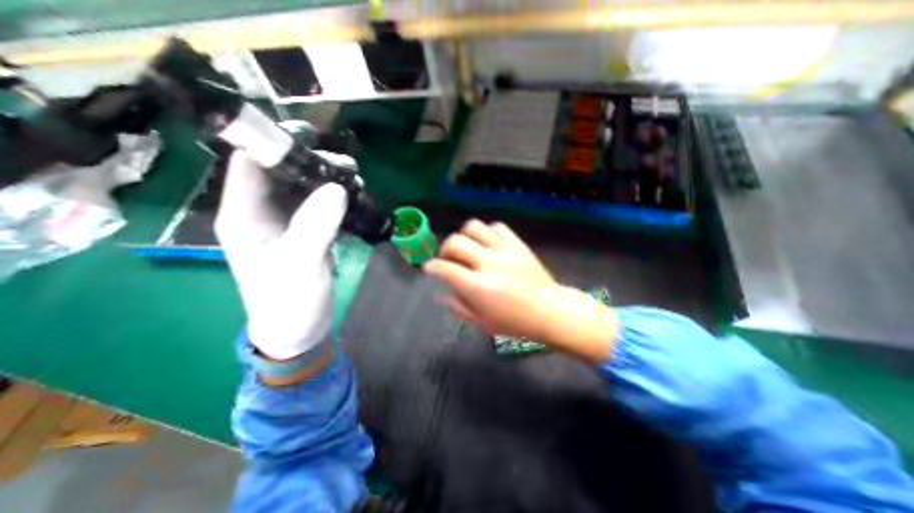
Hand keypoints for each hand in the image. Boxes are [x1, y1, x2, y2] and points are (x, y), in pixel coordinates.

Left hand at [217, 150, 350, 361]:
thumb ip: (315, 225)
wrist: (298, 329)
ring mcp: (287, 222)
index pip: (250, 164)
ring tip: (357, 181)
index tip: (313, 140)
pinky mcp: (306, 231)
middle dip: (314, 163)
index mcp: (245, 215)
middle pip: (283, 172)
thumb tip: (338, 189)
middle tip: (348, 167)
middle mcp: (263, 212)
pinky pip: (320, 205)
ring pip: (305, 187)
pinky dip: (337, 198)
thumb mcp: (300, 264)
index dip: (274, 144)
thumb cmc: (289, 301)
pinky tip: (355, 198)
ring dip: (330, 180)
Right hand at [426, 219, 617, 364]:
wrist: (550, 311)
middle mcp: (489, 264)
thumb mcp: (482, 322)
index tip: (430, 267)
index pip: (446, 269)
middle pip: (456, 242)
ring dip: (464, 236)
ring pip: (474, 227)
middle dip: (445, 249)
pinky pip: (496, 227)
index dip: (433, 266)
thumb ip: (459, 307)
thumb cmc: (515, 322)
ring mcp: (505, 250)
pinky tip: (488, 244)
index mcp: (479, 287)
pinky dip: (487, 232)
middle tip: (448, 259)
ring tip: (468, 248)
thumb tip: (441, 293)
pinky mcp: (517, 244)